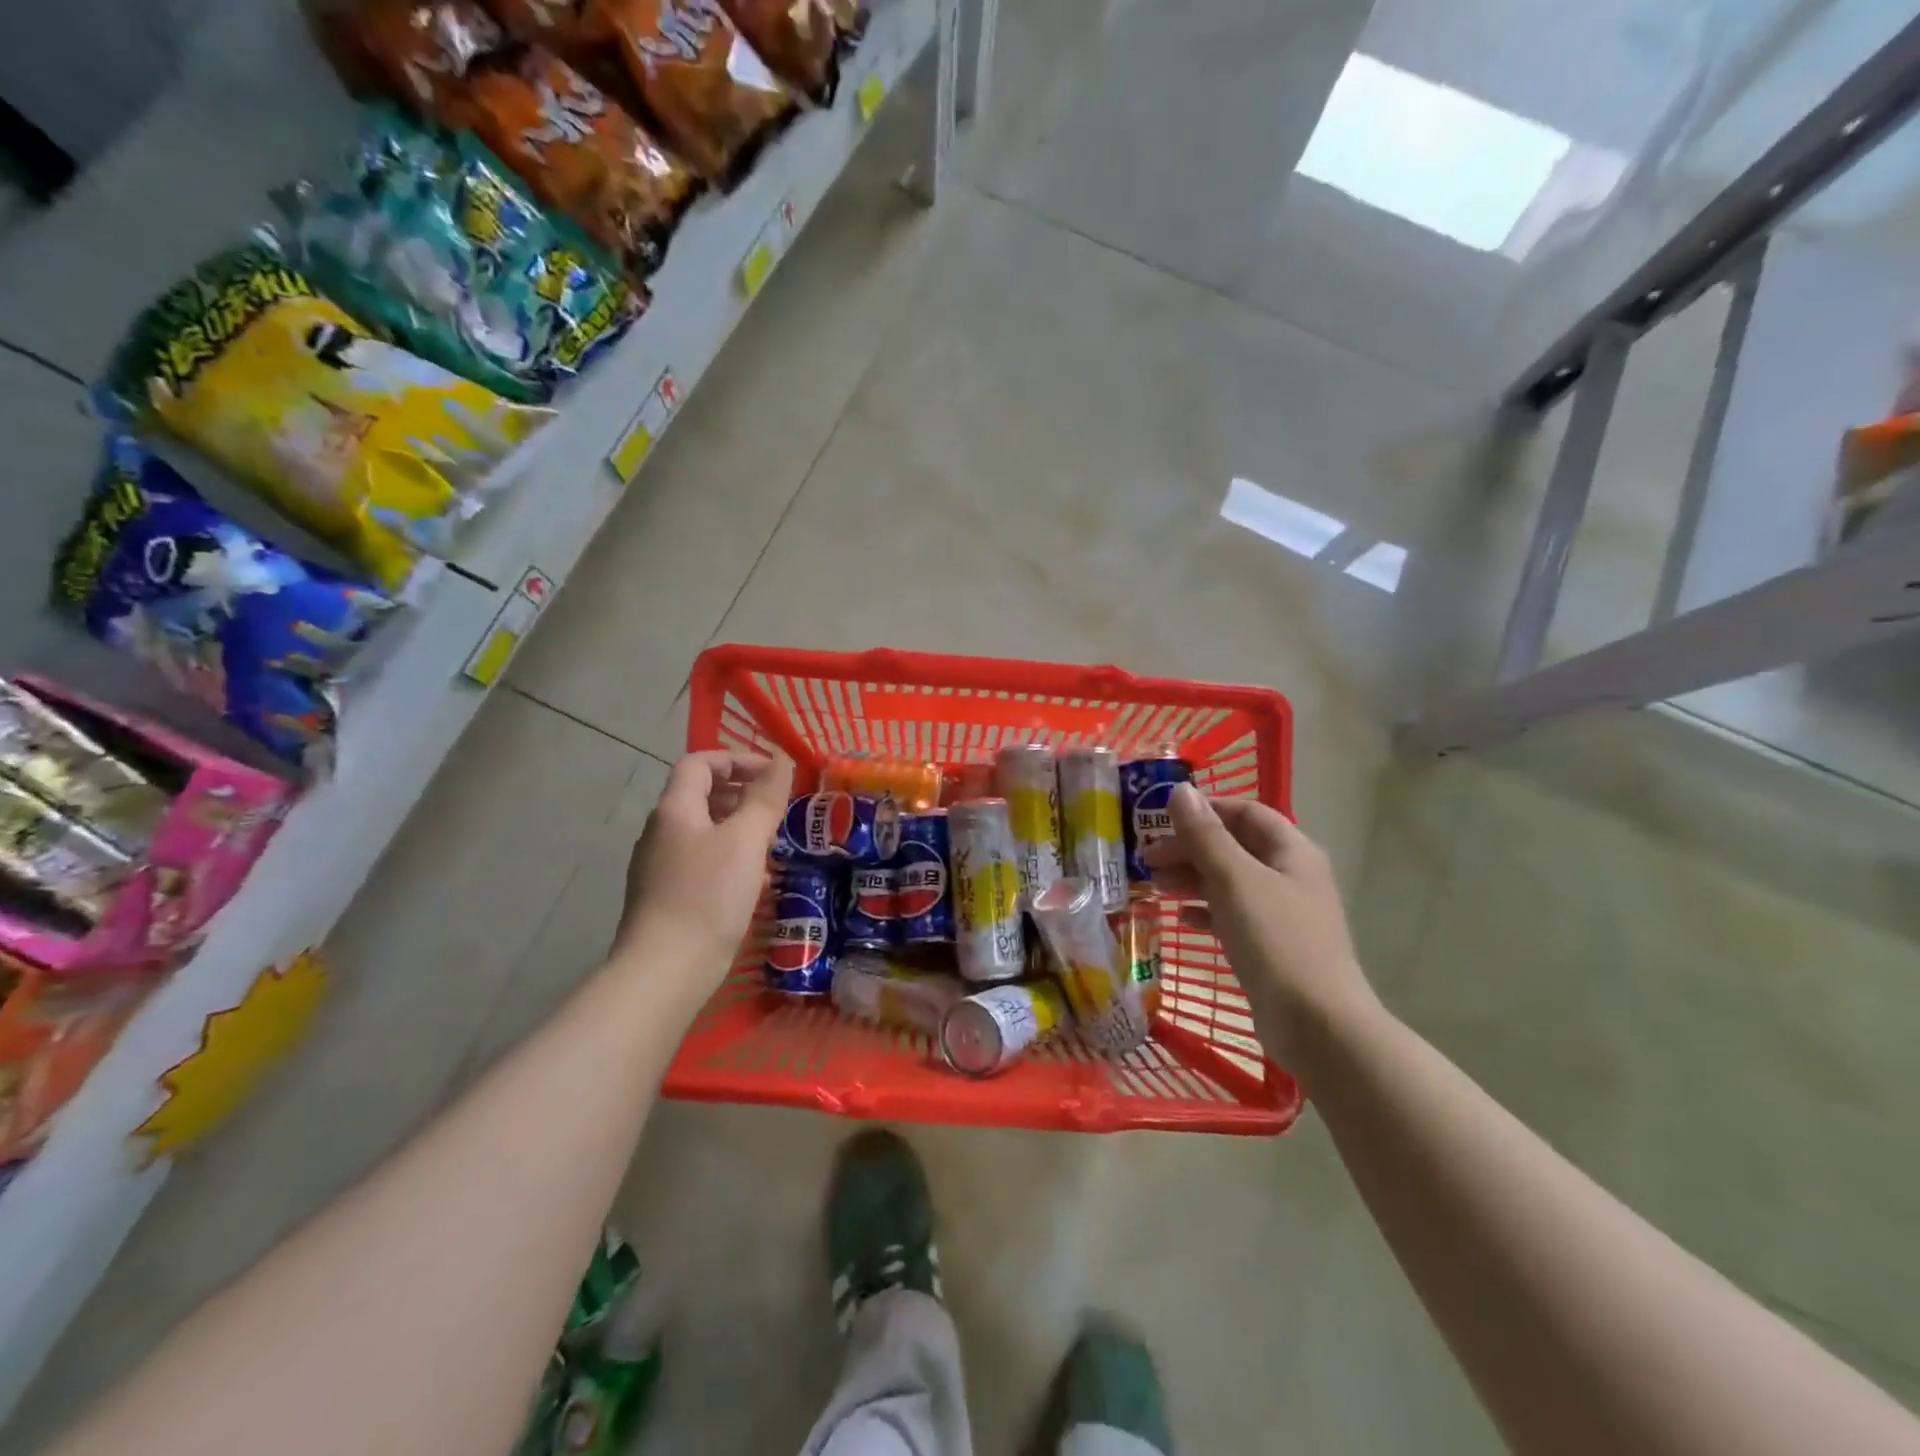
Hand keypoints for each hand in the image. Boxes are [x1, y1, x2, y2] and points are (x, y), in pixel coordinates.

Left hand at [613, 751, 793, 985]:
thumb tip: (781, 761)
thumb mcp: (745, 840)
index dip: (737, 759)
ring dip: (738, 826)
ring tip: (771, 841)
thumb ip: (765, 798)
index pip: (700, 763)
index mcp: (675, 809)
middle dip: (742, 792)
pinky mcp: (666, 895)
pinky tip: (752, 879)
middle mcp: (661, 831)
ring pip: (703, 829)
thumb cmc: (708, 895)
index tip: (774, 774)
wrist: (665, 970)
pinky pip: (701, 859)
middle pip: (700, 794)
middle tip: (778, 807)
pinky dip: (729, 855)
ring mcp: (660, 865)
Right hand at [1141, 784, 1376, 1074]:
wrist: (1317, 1025)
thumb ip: (1205, 835)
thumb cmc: (1276, 940)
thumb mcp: (1234, 880)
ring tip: (1155, 885)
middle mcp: (1290, 876)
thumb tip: (1180, 791)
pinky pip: (1233, 916)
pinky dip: (1206, 911)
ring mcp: (1283, 913)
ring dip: (1192, 878)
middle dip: (1190, 847)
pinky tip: (1182, 918)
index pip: (1246, 813)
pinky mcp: (1272, 947)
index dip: (1204, 809)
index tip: (1160, 817)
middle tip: (1146, 858)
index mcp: (1291, 851)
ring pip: (1230, 882)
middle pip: (1235, 847)